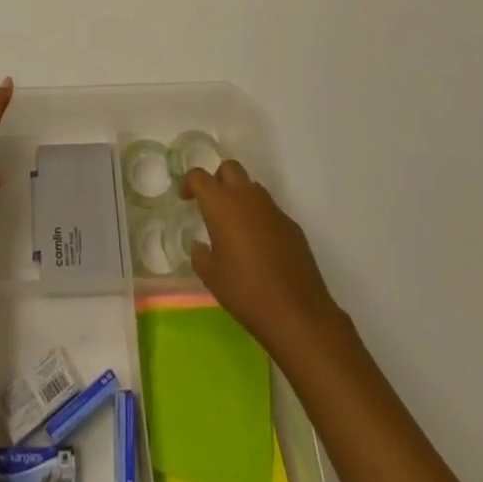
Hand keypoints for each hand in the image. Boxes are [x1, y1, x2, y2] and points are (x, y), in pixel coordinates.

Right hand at [181, 160, 343, 355]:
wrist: (297, 313)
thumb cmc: (245, 291)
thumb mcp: (211, 276)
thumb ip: (200, 255)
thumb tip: (200, 245)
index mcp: (221, 204)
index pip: (199, 176)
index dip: (188, 183)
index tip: (185, 198)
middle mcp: (247, 197)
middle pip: (229, 168)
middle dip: (217, 180)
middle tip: (212, 205)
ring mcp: (273, 209)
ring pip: (252, 187)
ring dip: (240, 198)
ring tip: (236, 229)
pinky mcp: (292, 225)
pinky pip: (270, 211)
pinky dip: (260, 219)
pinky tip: (260, 248)